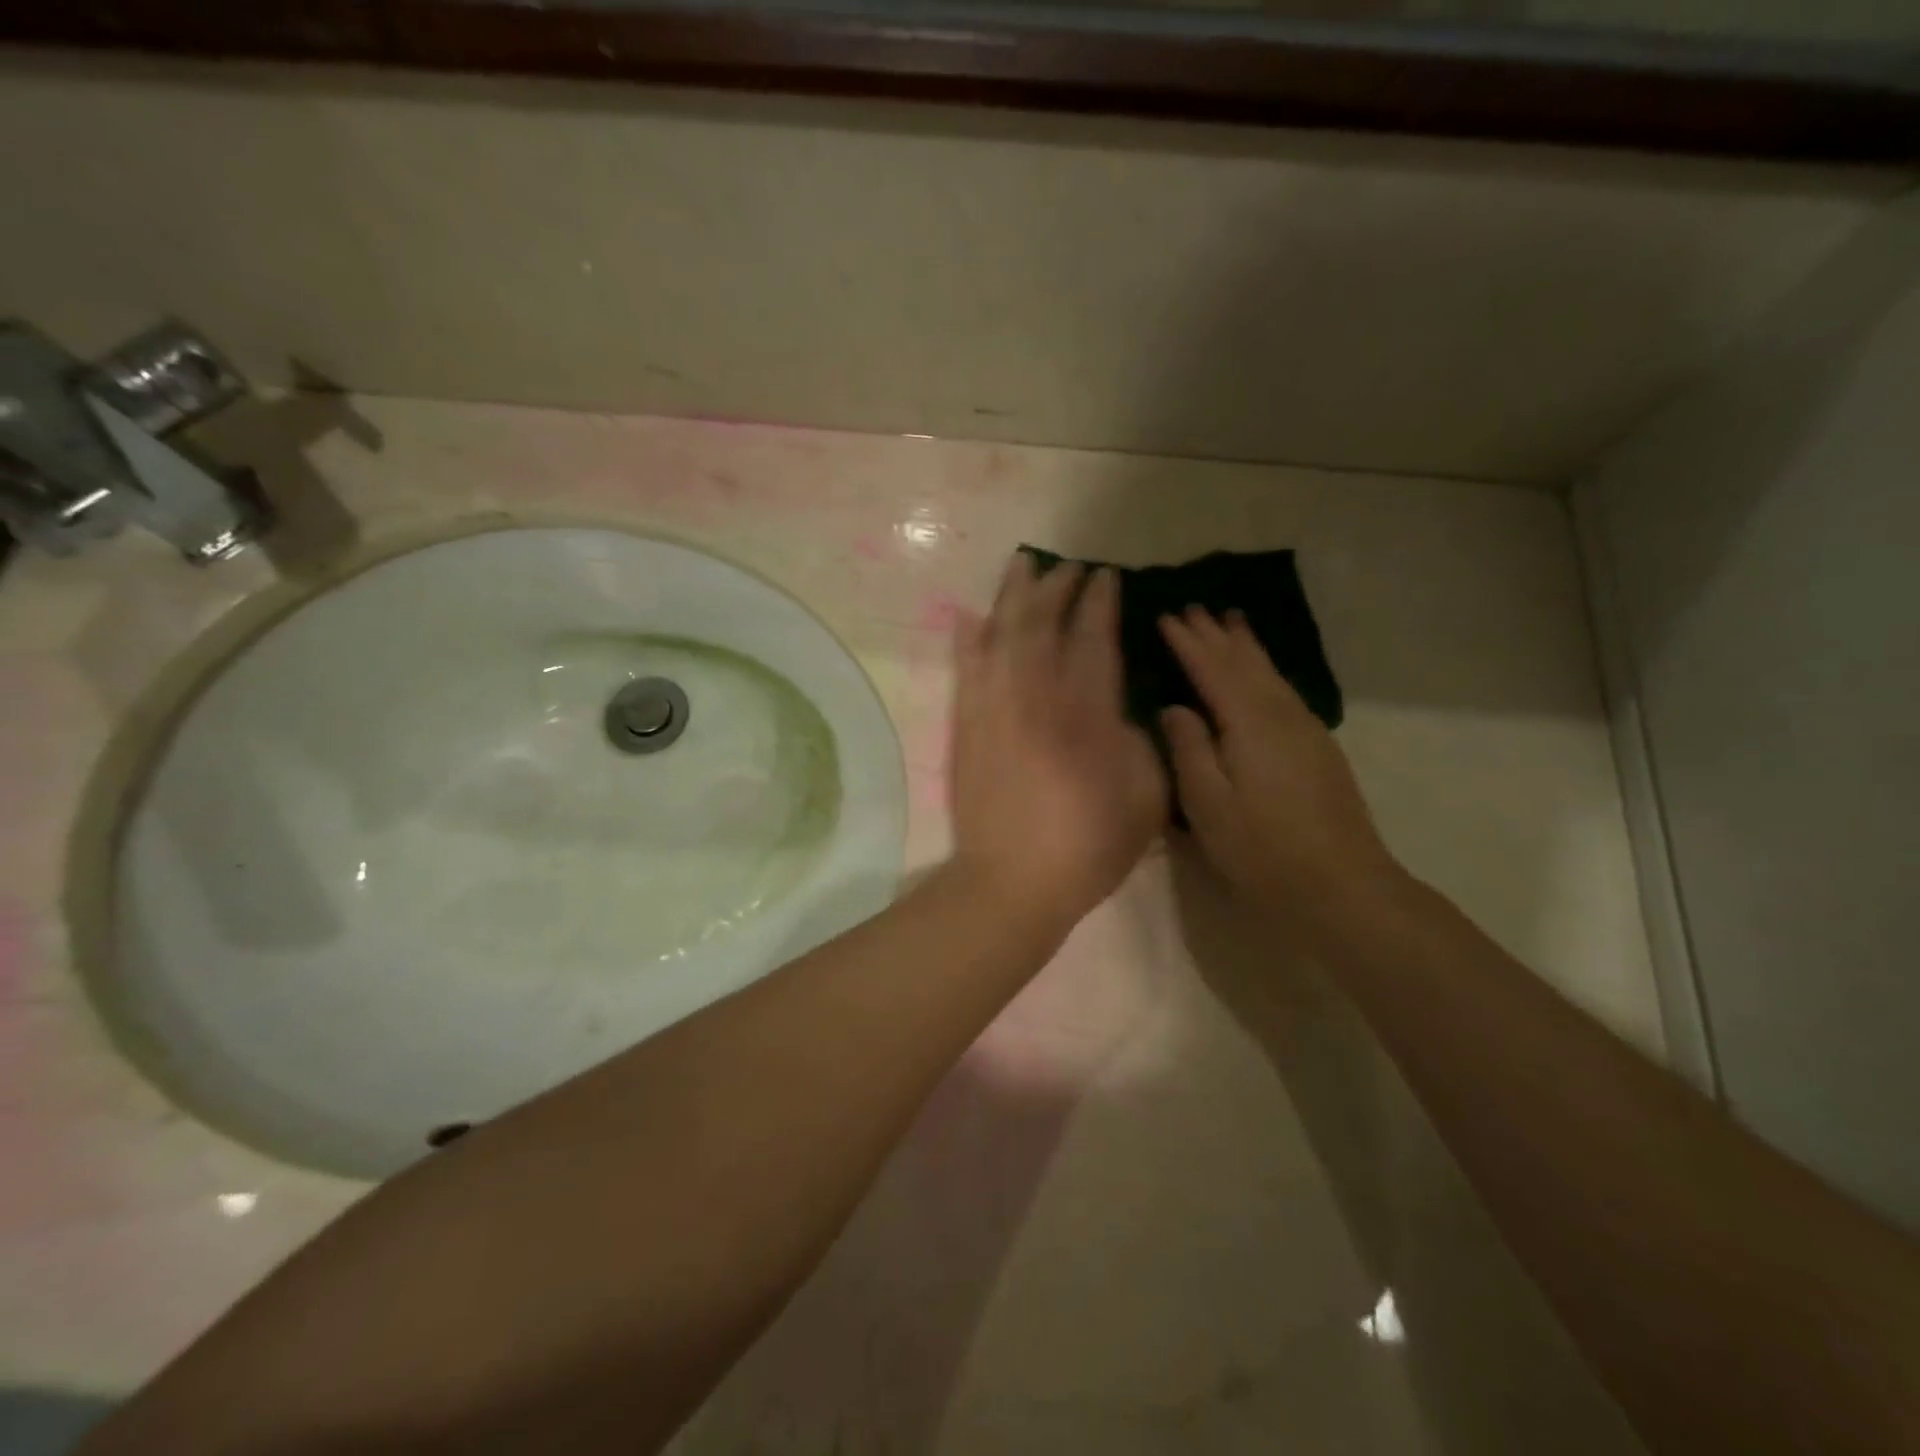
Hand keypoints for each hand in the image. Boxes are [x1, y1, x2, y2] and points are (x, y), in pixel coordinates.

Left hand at [947, 555, 1166, 935]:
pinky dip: (968, 638)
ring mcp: (994, 708)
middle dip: (1057, 588)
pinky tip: (971, 616)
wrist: (1012, 881)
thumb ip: (1138, 740)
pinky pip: (965, 669)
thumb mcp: (1145, 797)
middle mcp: (1036, 696)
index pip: (1093, 639)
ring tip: (1022, 565)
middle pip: (1043, 624)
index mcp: (1086, 712)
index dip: (1099, 603)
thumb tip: (1118, 707)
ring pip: (1001, 635)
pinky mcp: (966, 725)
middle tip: (1069, 566)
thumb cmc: (1087, 845)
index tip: (1105, 576)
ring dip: (1013, 596)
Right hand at [1158, 608, 1400, 930]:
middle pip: (1245, 663)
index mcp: (1249, 722)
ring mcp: (1305, 730)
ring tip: (1231, 621)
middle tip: (1194, 607)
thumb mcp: (1207, 802)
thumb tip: (1175, 707)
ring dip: (1246, 646)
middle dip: (1217, 634)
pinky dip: (1265, 671)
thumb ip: (1189, 748)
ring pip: (1270, 674)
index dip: (1187, 642)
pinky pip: (1283, 690)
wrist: (1341, 885)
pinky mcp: (1317, 748)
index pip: (1212, 669)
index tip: (1165, 616)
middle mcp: (1281, 714)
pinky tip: (1262, 675)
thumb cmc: (1261, 848)